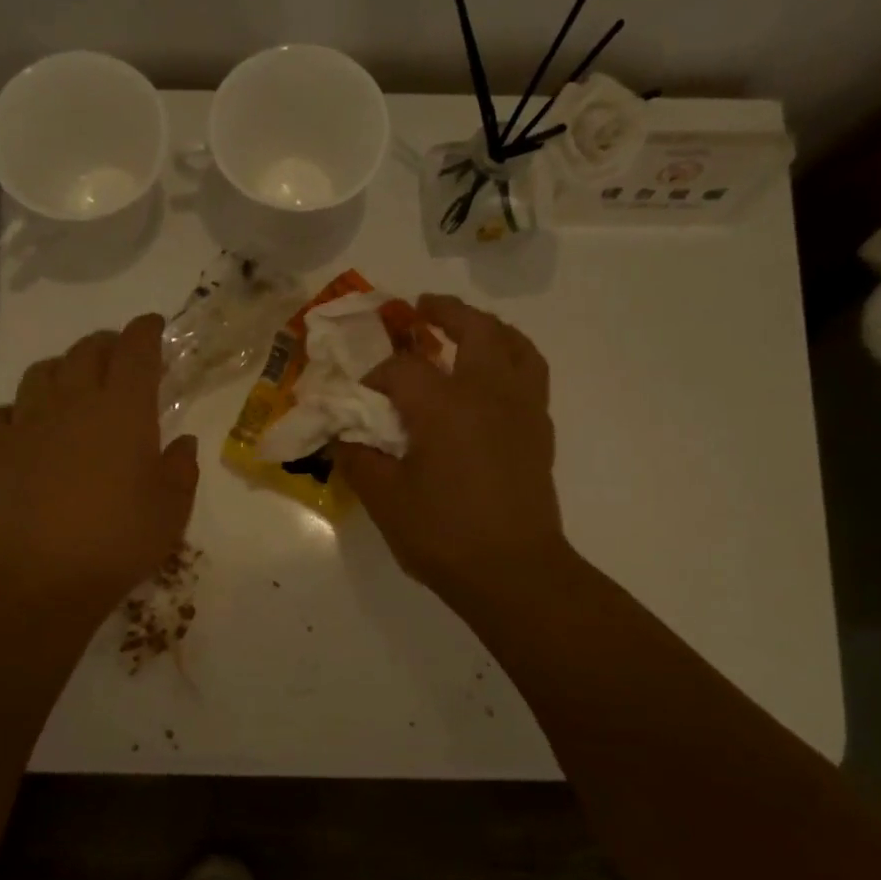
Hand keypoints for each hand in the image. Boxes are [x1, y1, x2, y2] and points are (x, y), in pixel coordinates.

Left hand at [0, 314, 197, 607]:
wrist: (37, 577)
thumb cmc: (117, 542)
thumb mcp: (172, 511)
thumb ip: (181, 469)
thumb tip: (181, 442)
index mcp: (123, 410)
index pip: (136, 349)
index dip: (146, 331)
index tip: (153, 326)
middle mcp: (74, 402)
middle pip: (87, 351)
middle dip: (106, 344)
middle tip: (118, 357)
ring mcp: (27, 421)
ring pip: (42, 372)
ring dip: (63, 369)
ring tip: (72, 385)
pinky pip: (2, 411)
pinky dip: (17, 410)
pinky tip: (25, 426)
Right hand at [334, 295, 567, 604]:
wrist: (515, 572)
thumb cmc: (444, 535)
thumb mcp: (385, 500)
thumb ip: (359, 460)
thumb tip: (340, 438)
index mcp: (444, 405)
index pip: (401, 369)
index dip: (374, 375)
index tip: (357, 395)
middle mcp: (488, 392)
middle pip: (473, 329)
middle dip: (445, 312)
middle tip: (422, 307)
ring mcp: (522, 408)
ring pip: (514, 344)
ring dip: (488, 327)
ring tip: (467, 328)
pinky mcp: (539, 430)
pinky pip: (531, 374)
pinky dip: (512, 358)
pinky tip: (493, 378)